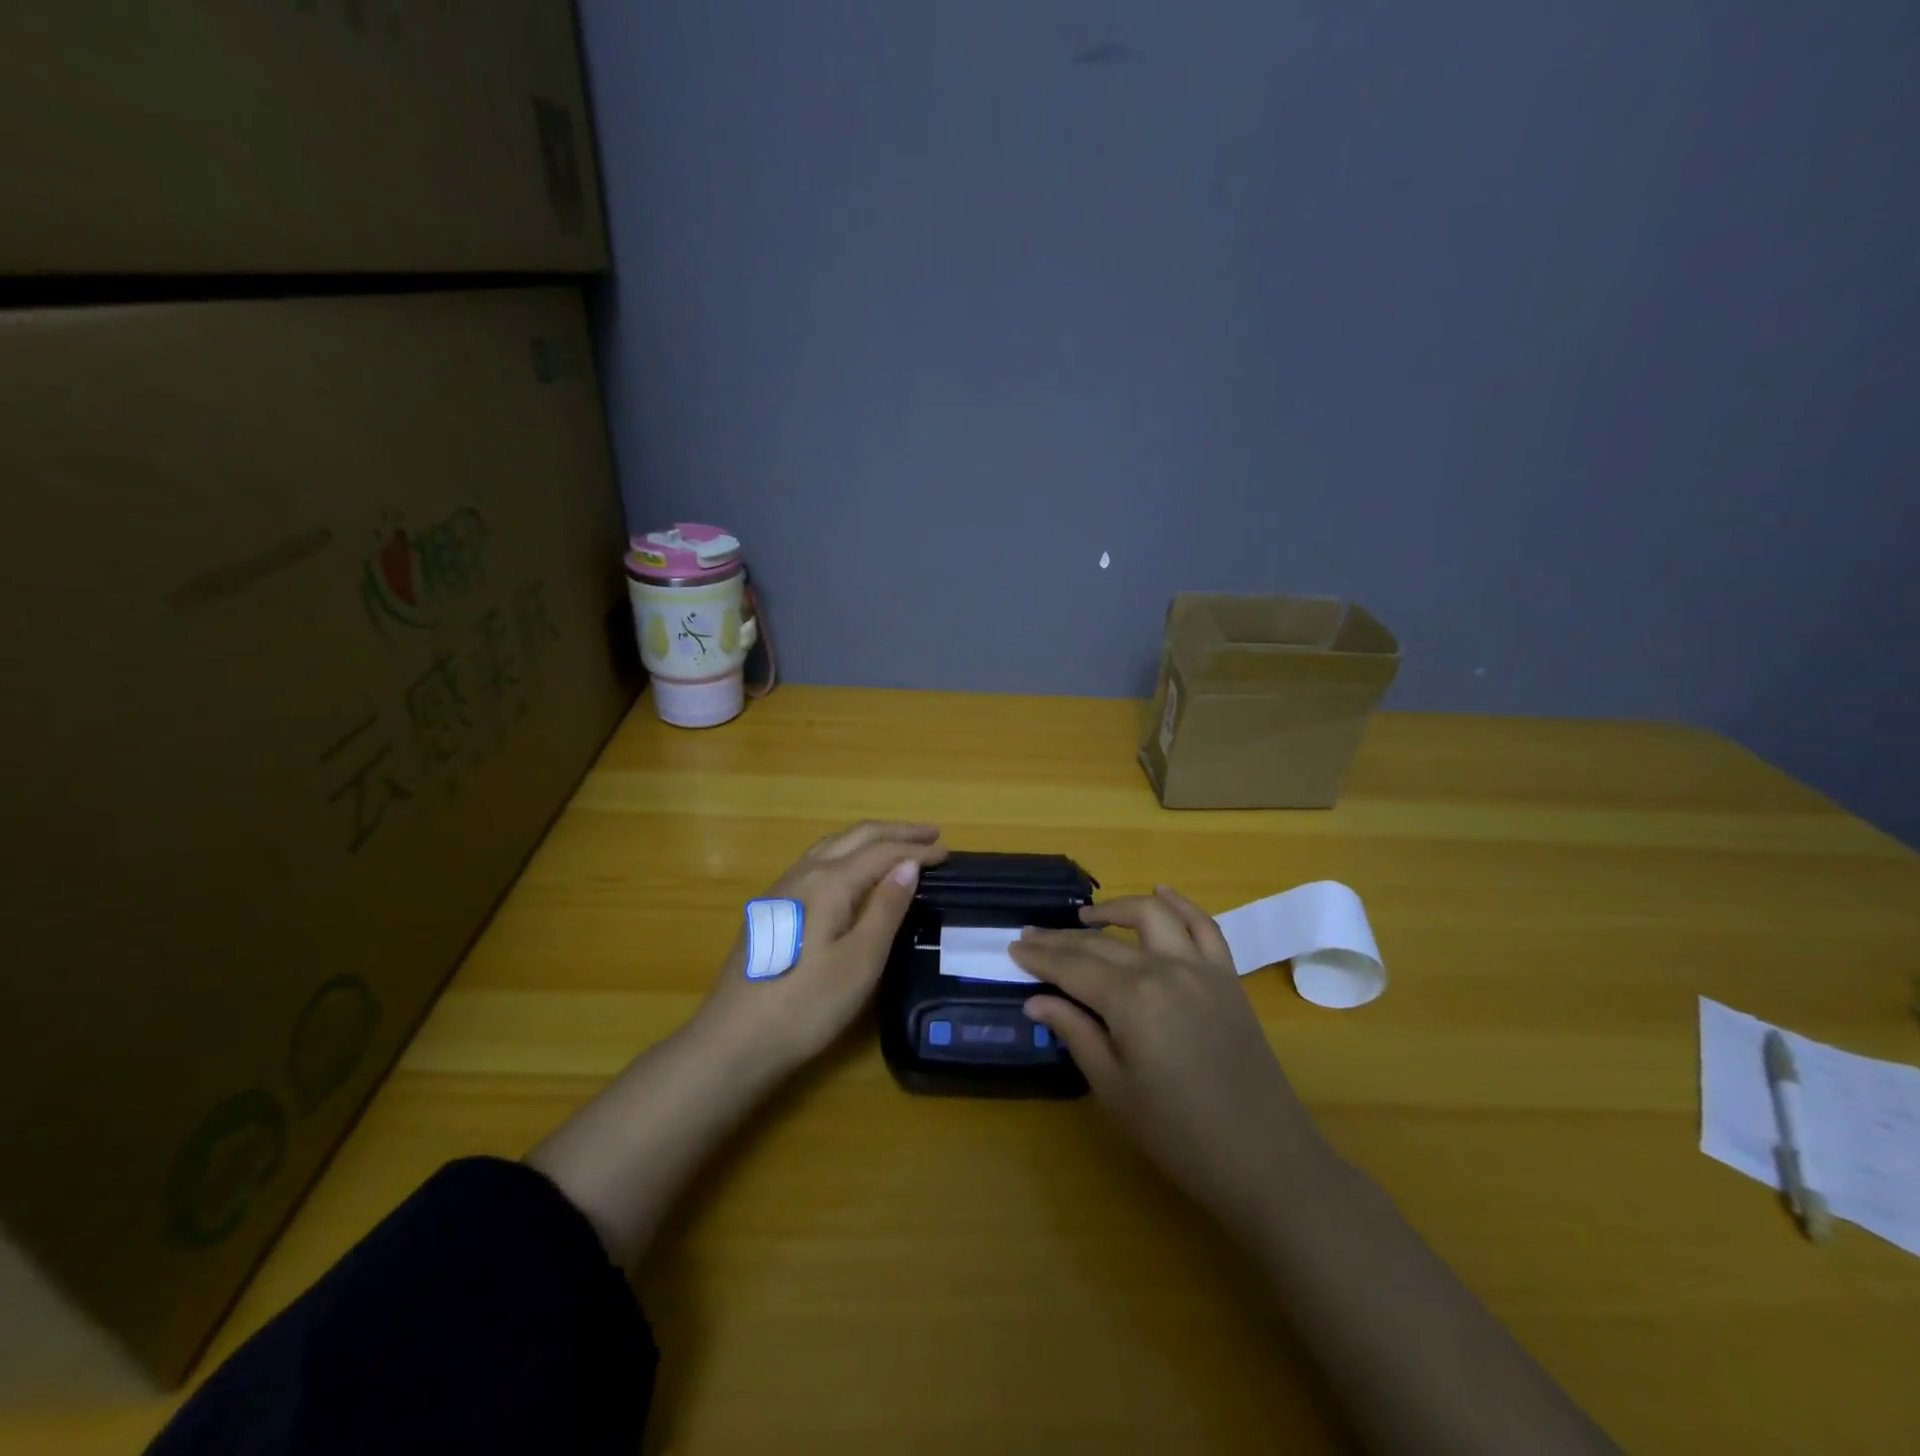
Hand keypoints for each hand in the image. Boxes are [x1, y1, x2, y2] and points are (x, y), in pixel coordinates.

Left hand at [692, 821, 947, 1073]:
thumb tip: (909, 865)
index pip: (882, 852)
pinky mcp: (773, 908)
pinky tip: (852, 870)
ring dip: (870, 839)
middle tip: (931, 835)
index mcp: (829, 882)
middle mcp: (804, 873)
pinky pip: (818, 860)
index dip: (916, 850)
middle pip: (856, 837)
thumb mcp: (860, 962)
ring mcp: (783, 888)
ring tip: (898, 844)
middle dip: (895, 832)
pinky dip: (847, 853)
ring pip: (832, 845)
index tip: (948, 852)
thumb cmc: (806, 1005)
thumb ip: (886, 908)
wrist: (733, 1042)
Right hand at [1010, 887, 1331, 1236]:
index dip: (1040, 957)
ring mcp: (1201, 968)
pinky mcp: (1228, 977)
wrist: (1265, 1159)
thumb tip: (1035, 1000)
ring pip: (1152, 915)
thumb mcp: (1114, 1089)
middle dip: (1062, 938)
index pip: (1073, 967)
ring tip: (1086, 916)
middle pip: (1103, 942)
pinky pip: (1204, 926)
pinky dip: (1181, 904)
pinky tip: (1161, 891)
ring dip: (1115, 909)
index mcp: (1131, 999)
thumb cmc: (1178, 1134)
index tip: (1013, 947)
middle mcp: (1164, 969)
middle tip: (1031, 935)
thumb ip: (1075, 1033)